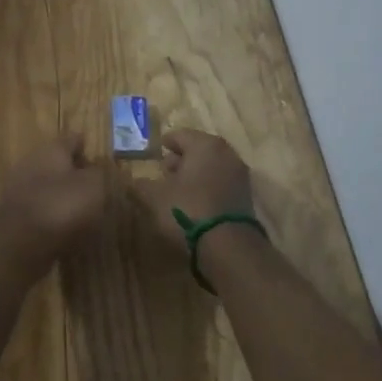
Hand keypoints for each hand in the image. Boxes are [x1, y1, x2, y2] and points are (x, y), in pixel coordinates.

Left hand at [0, 132, 109, 256]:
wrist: (19, 243)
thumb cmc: (61, 205)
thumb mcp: (93, 186)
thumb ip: (98, 174)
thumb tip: (95, 170)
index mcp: (51, 150)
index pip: (72, 139)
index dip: (85, 145)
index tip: (96, 155)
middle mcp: (31, 164)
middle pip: (56, 163)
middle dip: (73, 172)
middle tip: (94, 185)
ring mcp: (19, 190)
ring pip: (47, 187)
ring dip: (62, 196)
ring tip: (84, 211)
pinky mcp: (14, 217)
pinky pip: (40, 211)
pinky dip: (52, 217)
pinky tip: (67, 230)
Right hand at [131, 129, 254, 246]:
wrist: (228, 245)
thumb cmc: (188, 209)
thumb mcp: (155, 197)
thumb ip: (143, 185)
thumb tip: (136, 180)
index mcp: (204, 145)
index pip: (180, 135)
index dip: (166, 143)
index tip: (157, 150)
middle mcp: (226, 153)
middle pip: (199, 149)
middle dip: (181, 158)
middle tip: (165, 170)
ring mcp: (239, 174)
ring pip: (212, 166)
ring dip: (195, 173)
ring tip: (178, 189)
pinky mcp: (245, 196)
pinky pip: (221, 183)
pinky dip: (208, 186)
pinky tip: (195, 201)